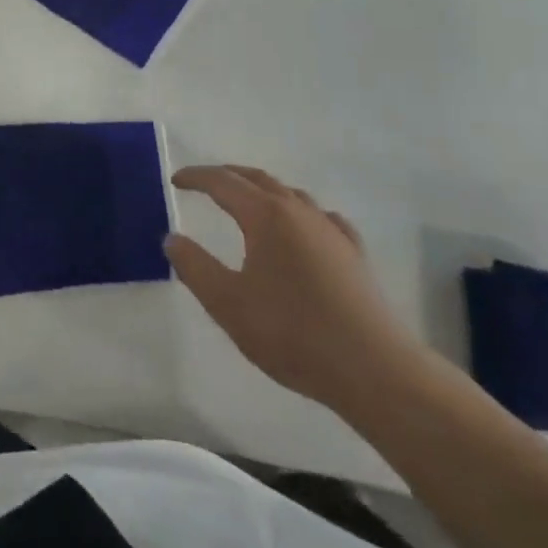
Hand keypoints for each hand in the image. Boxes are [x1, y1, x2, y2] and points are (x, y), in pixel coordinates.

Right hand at [166, 165, 422, 414]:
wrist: (375, 371)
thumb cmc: (293, 333)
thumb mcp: (228, 304)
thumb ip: (194, 267)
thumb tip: (172, 238)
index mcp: (265, 216)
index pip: (223, 182)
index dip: (196, 177)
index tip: (175, 180)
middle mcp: (298, 212)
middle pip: (257, 179)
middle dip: (227, 176)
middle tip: (204, 183)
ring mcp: (331, 231)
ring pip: (290, 194)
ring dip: (262, 190)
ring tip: (247, 202)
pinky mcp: (355, 255)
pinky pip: (322, 217)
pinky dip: (301, 213)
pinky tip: (305, 228)